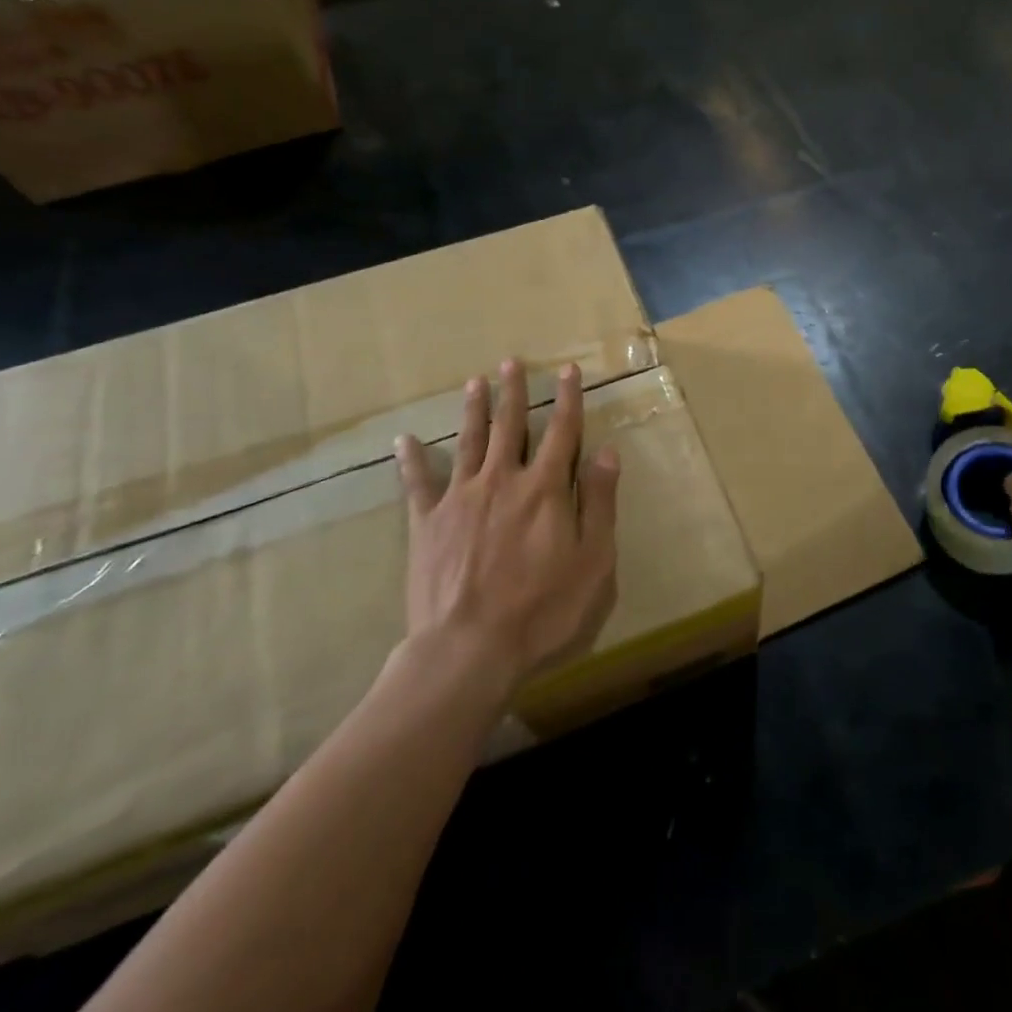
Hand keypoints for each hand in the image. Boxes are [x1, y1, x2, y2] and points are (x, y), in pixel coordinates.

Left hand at [392, 359, 619, 695]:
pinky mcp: (426, 523)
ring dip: (474, 411)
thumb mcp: (594, 560)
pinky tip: (404, 440)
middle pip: (510, 426)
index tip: (568, 370)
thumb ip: (600, 503)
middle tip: (510, 362)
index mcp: (546, 488)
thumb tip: (607, 452)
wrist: (468, 650)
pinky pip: (417, 484)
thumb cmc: (543, 609)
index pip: (562, 431)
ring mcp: (460, 498)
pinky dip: (411, 460)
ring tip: (475, 382)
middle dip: (513, 392)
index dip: (568, 398)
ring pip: (468, 442)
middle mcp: (502, 480)